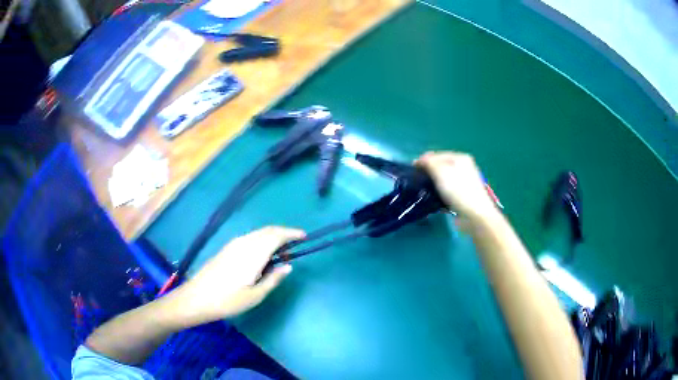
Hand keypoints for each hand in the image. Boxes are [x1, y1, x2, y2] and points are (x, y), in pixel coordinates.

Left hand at [173, 226, 304, 324]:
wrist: (197, 298)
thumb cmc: (228, 300)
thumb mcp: (255, 296)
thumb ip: (273, 279)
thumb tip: (288, 266)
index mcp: (253, 254)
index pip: (276, 235)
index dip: (291, 233)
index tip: (304, 236)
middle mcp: (244, 243)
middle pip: (267, 231)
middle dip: (283, 234)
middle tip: (293, 249)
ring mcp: (233, 244)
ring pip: (258, 234)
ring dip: (271, 238)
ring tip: (279, 255)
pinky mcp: (227, 248)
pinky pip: (250, 238)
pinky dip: (261, 241)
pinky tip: (261, 256)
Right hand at [416, 151, 497, 222]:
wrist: (475, 215)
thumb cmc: (458, 190)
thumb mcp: (441, 171)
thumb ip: (428, 162)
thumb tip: (419, 160)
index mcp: (460, 157)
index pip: (436, 154)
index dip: (423, 161)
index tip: (412, 171)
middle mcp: (464, 167)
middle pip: (440, 167)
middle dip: (428, 173)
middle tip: (418, 182)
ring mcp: (464, 182)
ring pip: (443, 180)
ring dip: (433, 184)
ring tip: (424, 191)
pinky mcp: (463, 196)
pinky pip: (447, 191)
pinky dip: (440, 194)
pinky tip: (434, 199)